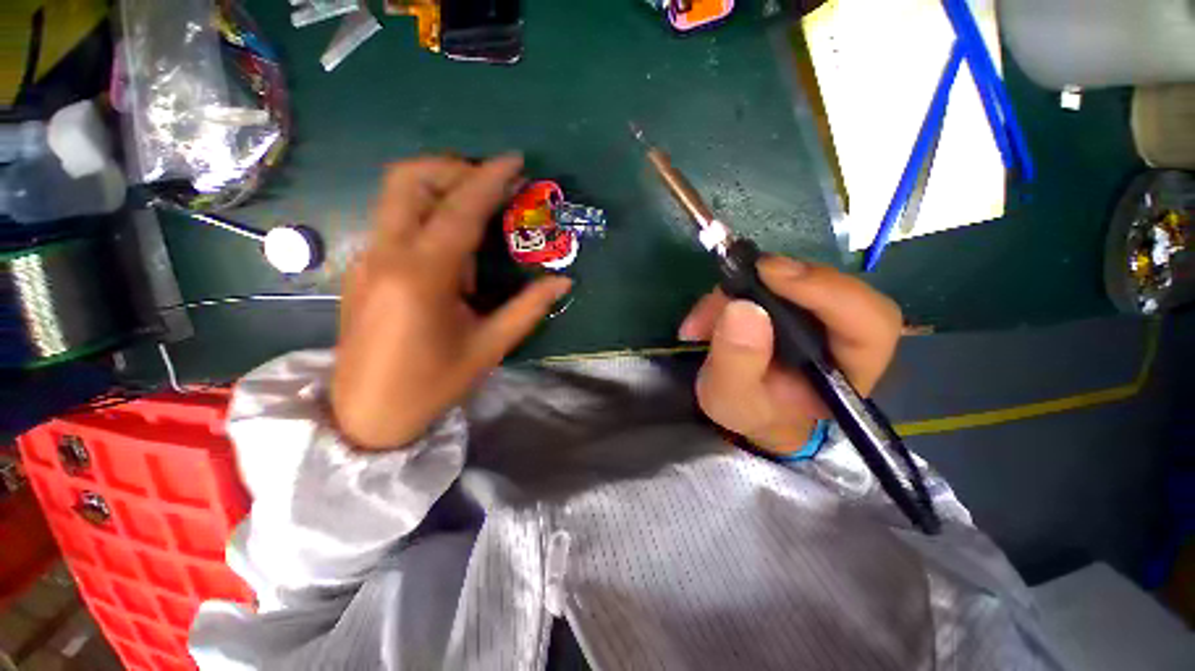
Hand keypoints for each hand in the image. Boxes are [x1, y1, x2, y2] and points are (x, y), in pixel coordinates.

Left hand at [332, 155, 572, 449]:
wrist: (366, 415)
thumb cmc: (432, 385)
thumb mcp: (489, 347)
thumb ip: (528, 308)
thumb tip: (562, 282)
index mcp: (422, 277)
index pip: (458, 210)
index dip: (489, 179)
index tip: (515, 161)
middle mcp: (387, 255)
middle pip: (409, 180)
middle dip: (453, 169)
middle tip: (491, 185)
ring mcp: (368, 259)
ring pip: (397, 197)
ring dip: (440, 192)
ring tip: (478, 225)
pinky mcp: (363, 269)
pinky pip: (395, 224)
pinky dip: (428, 219)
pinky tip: (452, 257)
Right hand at [678, 256, 901, 455]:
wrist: (744, 409)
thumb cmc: (747, 412)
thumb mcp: (730, 399)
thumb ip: (737, 361)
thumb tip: (743, 307)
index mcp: (848, 372)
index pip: (869, 323)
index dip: (827, 290)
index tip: (769, 274)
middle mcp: (845, 337)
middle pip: (830, 288)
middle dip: (770, 287)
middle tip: (726, 291)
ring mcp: (819, 314)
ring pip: (793, 279)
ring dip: (739, 292)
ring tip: (700, 324)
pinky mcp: (793, 302)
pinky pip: (767, 281)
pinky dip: (731, 293)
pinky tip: (703, 321)